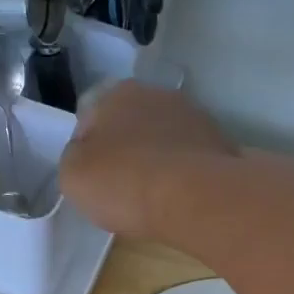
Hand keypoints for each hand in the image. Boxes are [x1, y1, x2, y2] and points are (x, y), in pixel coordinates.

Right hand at [61, 82, 237, 238]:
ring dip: (157, 162)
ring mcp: (194, 116)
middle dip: (126, 152)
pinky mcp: (221, 144)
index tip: (92, 179)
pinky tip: (180, 200)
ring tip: (154, 198)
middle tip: (122, 189)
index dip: (88, 150)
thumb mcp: (73, 175)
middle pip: (131, 126)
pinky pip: (190, 160)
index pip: (91, 118)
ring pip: (163, 141)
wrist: (195, 198)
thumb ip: (74, 158)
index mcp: (116, 93)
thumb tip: (87, 154)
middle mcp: (157, 94)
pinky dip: (183, 176)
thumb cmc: (124, 182)